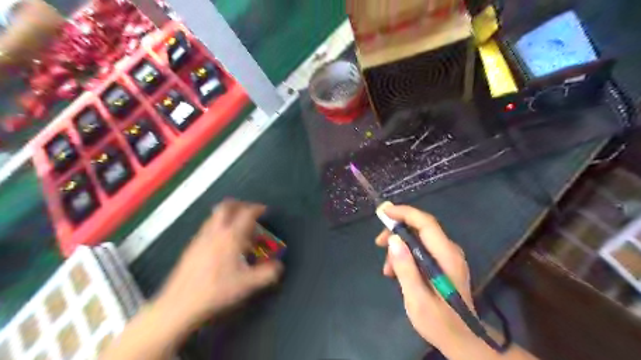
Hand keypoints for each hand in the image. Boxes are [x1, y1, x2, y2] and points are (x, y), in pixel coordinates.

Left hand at [152, 199, 282, 330]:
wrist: (180, 304)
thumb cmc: (216, 291)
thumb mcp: (247, 284)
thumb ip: (267, 274)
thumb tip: (279, 267)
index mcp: (231, 237)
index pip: (246, 214)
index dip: (257, 209)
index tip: (265, 210)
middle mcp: (215, 232)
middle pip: (226, 207)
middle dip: (240, 205)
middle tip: (249, 211)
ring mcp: (200, 238)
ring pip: (214, 216)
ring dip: (228, 215)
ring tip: (237, 227)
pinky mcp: (191, 247)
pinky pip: (207, 227)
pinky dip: (218, 226)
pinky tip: (221, 243)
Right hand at [377, 204, 480, 351]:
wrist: (462, 341)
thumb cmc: (440, 323)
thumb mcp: (418, 299)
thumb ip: (406, 268)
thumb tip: (393, 239)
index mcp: (446, 256)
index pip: (425, 223)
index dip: (404, 213)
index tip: (383, 212)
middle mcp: (450, 251)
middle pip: (421, 228)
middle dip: (397, 231)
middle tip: (378, 243)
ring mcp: (448, 257)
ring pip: (419, 239)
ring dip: (399, 247)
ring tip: (387, 269)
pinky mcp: (443, 263)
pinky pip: (421, 249)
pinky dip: (406, 255)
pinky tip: (396, 272)